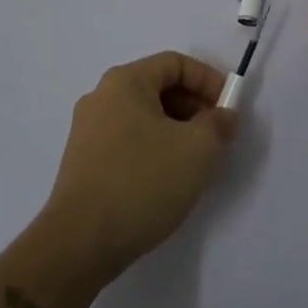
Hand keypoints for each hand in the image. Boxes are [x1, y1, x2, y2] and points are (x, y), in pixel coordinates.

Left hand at [40, 51, 237, 279]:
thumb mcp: (198, 149)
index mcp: (125, 82)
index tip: (229, 109)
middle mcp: (101, 97)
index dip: (209, 80)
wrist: (79, 244)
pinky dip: (155, 149)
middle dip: (194, 107)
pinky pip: (129, 141)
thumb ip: (218, 123)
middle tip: (217, 136)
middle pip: (159, 87)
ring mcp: (88, 131)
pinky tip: (168, 180)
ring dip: (177, 130)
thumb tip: (222, 116)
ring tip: (196, 162)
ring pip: (145, 117)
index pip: (176, 63)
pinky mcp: (84, 162)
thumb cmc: (142, 182)